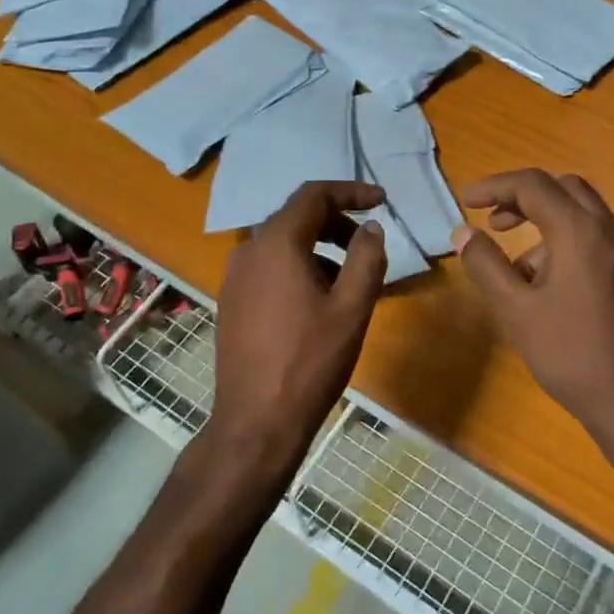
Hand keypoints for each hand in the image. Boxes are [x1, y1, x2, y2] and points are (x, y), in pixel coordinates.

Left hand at [201, 181, 387, 495]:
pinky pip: (269, 268)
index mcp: (277, 243)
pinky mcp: (232, 302)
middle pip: (297, 217)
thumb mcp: (351, 307)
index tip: (381, 201)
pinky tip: (319, 302)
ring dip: (319, 248)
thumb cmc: (310, 361)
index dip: (351, 192)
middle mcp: (249, 250)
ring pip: (283, 244)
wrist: (256, 421)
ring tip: (349, 280)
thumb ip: (367, 258)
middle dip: (337, 223)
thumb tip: (372, 228)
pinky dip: (299, 268)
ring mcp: (235, 277)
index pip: (314, 195)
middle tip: (368, 245)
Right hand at [455, 169, 613, 475]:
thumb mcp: (516, 311)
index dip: (495, 186)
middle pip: (563, 188)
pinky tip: (549, 286)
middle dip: (524, 197)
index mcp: (580, 231)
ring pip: (583, 213)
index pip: (532, 185)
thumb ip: (486, 265)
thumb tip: (464, 233)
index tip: (467, 201)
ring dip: (546, 221)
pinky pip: (597, 238)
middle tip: (494, 222)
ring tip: (517, 268)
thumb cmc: (571, 354)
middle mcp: (610, 230)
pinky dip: (567, 241)